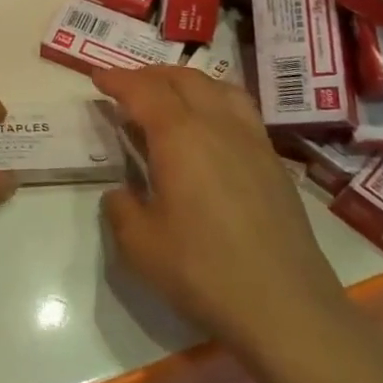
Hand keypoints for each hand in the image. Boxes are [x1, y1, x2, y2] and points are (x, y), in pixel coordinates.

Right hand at [92, 65, 352, 368]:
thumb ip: (121, 208)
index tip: (96, 77)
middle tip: (126, 87)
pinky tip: (208, 129)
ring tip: (168, 97)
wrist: (285, 307)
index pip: (143, 91)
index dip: (117, 80)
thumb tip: (122, 193)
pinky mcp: (274, 164)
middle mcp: (218, 126)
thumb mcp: (139, 244)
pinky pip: (241, 111)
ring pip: (218, 88)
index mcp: (179, 136)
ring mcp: (253, 142)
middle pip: (183, 79)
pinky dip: (215, 102)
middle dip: (150, 75)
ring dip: (186, 82)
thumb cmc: (202, 271)